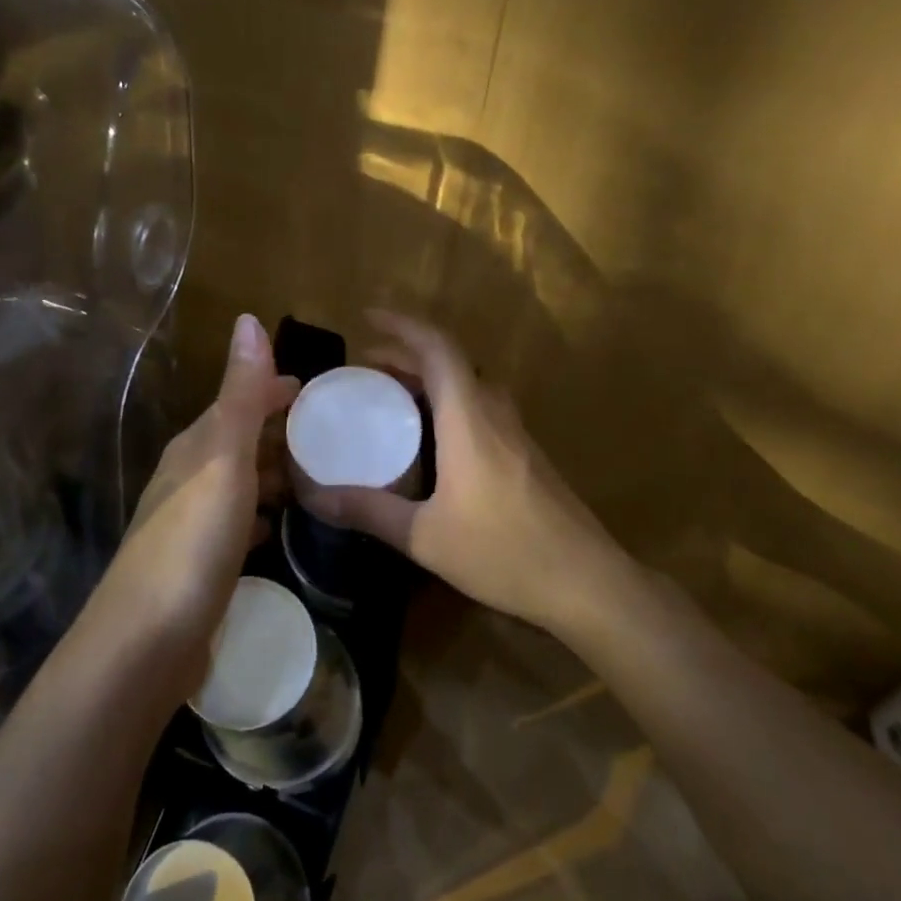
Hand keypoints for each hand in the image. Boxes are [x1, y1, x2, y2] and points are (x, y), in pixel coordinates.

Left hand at [91, 314, 298, 694]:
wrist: (144, 643)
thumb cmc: (191, 543)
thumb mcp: (222, 460)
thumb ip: (240, 395)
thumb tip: (249, 319)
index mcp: (194, 448)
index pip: (236, 402)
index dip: (272, 390)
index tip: (313, 389)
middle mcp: (187, 478)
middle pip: (236, 441)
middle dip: (275, 430)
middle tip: (327, 432)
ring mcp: (190, 524)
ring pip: (237, 482)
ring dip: (270, 472)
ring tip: (314, 474)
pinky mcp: (198, 565)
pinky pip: (236, 523)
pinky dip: (258, 514)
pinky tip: (275, 526)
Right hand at [302, 312, 627, 636]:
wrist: (586, 582)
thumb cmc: (504, 552)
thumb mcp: (424, 536)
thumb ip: (369, 511)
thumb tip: (313, 496)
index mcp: (469, 419)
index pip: (438, 349)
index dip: (402, 326)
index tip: (368, 318)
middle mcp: (495, 414)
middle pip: (452, 363)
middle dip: (408, 353)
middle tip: (367, 365)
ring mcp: (517, 434)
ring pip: (470, 384)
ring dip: (431, 378)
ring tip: (393, 394)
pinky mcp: (527, 455)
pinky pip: (482, 408)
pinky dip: (449, 402)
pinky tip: (432, 438)